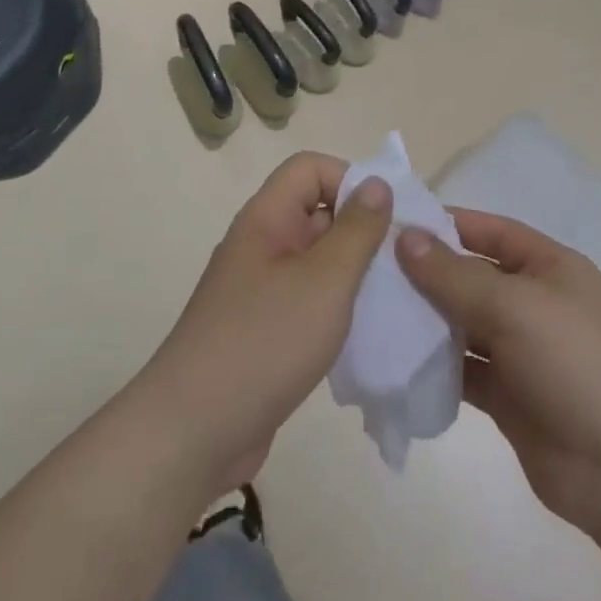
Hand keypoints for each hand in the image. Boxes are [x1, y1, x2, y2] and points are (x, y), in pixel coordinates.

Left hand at [137, 153, 391, 499]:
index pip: (310, 168)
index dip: (350, 179)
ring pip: (318, 260)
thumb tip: (377, 183)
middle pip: (317, 212)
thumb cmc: (265, 342)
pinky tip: (365, 333)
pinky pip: (309, 300)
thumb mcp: (325, 280)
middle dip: (363, 229)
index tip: (388, 218)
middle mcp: (261, 245)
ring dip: (355, 273)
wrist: (194, 432)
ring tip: (394, 298)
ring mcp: (260, 289)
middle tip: (406, 262)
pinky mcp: (264, 329)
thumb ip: (357, 229)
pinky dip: (338, 308)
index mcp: (266, 219)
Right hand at [396, 211, 600, 542]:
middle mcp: (534, 303)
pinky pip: (462, 368)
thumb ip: (456, 275)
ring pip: (462, 324)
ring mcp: (520, 351)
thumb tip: (405, 238)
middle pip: (471, 277)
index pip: (491, 231)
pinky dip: (433, 363)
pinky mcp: (507, 395)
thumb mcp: (515, 307)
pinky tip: (394, 359)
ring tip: (371, 311)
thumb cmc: (576, 364)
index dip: (447, 224)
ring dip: (425, 319)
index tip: (394, 223)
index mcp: (549, 268)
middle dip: (426, 273)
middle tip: (368, 270)